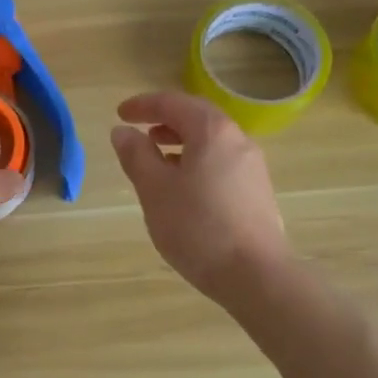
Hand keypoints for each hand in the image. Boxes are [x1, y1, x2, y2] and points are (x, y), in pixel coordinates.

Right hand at [110, 91, 292, 302]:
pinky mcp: (257, 191)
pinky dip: (196, 162)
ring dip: (181, 142)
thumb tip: (123, 132)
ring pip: (211, 142)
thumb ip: (136, 156)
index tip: (120, 114)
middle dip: (164, 120)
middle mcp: (238, 140)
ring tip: (157, 160)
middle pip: (197, 118)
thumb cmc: (198, 227)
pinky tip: (183, 188)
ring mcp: (252, 166)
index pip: (173, 103)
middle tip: (138, 132)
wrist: (256, 275)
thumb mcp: (155, 190)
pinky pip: (221, 162)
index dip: (143, 105)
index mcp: (212, 131)